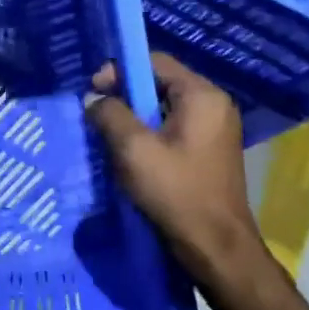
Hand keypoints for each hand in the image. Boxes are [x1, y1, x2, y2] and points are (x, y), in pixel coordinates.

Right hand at [84, 52, 273, 292]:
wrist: (215, 247)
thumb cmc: (176, 192)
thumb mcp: (133, 149)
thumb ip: (109, 114)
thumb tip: (94, 99)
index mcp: (202, 96)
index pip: (154, 62)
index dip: (119, 70)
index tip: (93, 91)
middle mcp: (213, 106)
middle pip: (159, 83)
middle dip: (123, 95)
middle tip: (95, 114)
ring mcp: (213, 130)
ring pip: (162, 108)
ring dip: (132, 117)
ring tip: (107, 135)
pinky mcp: (207, 152)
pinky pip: (170, 129)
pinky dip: (146, 135)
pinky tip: (127, 154)